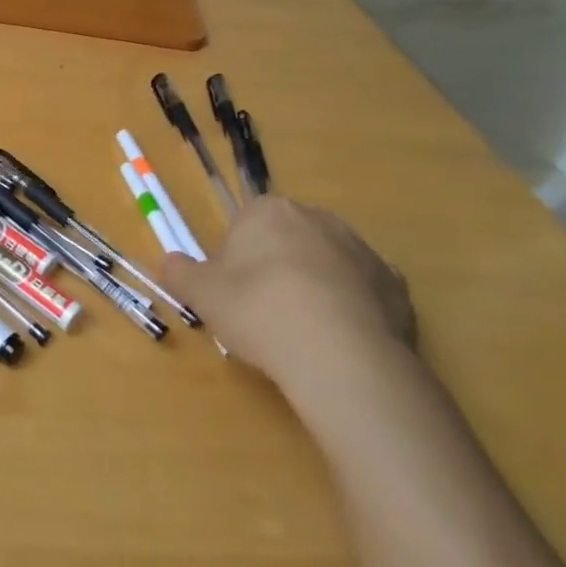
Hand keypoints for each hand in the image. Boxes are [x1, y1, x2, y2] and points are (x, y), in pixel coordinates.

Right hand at [160, 195, 413, 393]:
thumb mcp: (201, 294)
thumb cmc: (258, 310)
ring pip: (328, 264)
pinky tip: (337, 342)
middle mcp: (319, 219)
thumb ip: (180, 272)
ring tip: (301, 332)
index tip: (233, 290)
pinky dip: (351, 310)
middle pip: (289, 239)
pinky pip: (363, 293)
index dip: (237, 256)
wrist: (340, 355)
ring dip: (315, 287)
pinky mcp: (397, 287)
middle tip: (262, 310)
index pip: (247, 222)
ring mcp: (363, 251)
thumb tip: (168, 261)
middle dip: (277, 266)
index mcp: (270, 211)